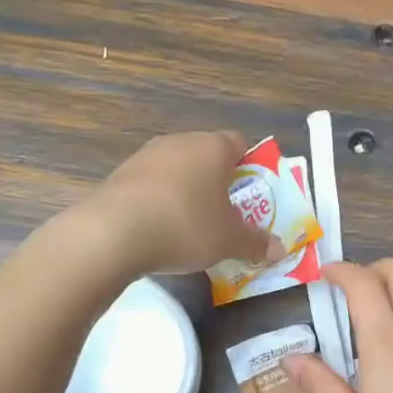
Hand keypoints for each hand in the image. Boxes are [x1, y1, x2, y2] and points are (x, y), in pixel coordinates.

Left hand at [78, 130, 282, 275]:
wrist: (113, 233)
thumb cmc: (186, 226)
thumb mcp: (229, 241)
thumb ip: (256, 243)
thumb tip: (279, 250)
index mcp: (213, 147)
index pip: (240, 143)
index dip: (249, 167)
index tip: (251, 196)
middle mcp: (179, 142)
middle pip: (207, 156)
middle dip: (218, 183)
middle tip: (226, 215)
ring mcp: (145, 156)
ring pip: (177, 170)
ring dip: (186, 192)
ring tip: (191, 227)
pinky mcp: (120, 175)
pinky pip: (151, 186)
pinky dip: (159, 202)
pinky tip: (160, 230)